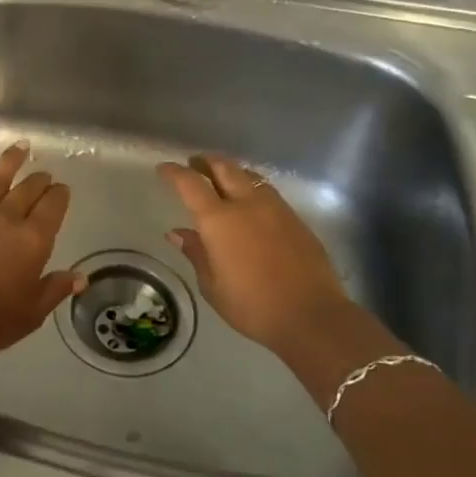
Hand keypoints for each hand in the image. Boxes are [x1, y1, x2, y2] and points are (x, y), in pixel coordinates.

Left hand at [0, 141, 86, 359]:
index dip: (60, 196)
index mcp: (33, 240)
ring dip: (10, 160)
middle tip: (46, 175)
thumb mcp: (32, 312)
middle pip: (27, 191)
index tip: (63, 189)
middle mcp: (7, 219)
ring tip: (21, 146)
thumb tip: (80, 277)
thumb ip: (55, 289)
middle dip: (40, 180)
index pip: (52, 208)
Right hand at [159, 154, 359, 367]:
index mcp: (218, 220)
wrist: (311, 315)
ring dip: (231, 171)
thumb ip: (196, 253)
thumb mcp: (212, 286)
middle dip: (205, 161)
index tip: (164, 168)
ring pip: (249, 175)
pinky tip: (250, 203)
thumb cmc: (252, 306)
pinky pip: (267, 191)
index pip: (190, 183)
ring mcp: (275, 208)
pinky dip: (251, 187)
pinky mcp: (295, 218)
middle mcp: (246, 204)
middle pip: (224, 167)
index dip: (175, 172)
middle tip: (194, 164)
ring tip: (222, 179)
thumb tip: (177, 232)